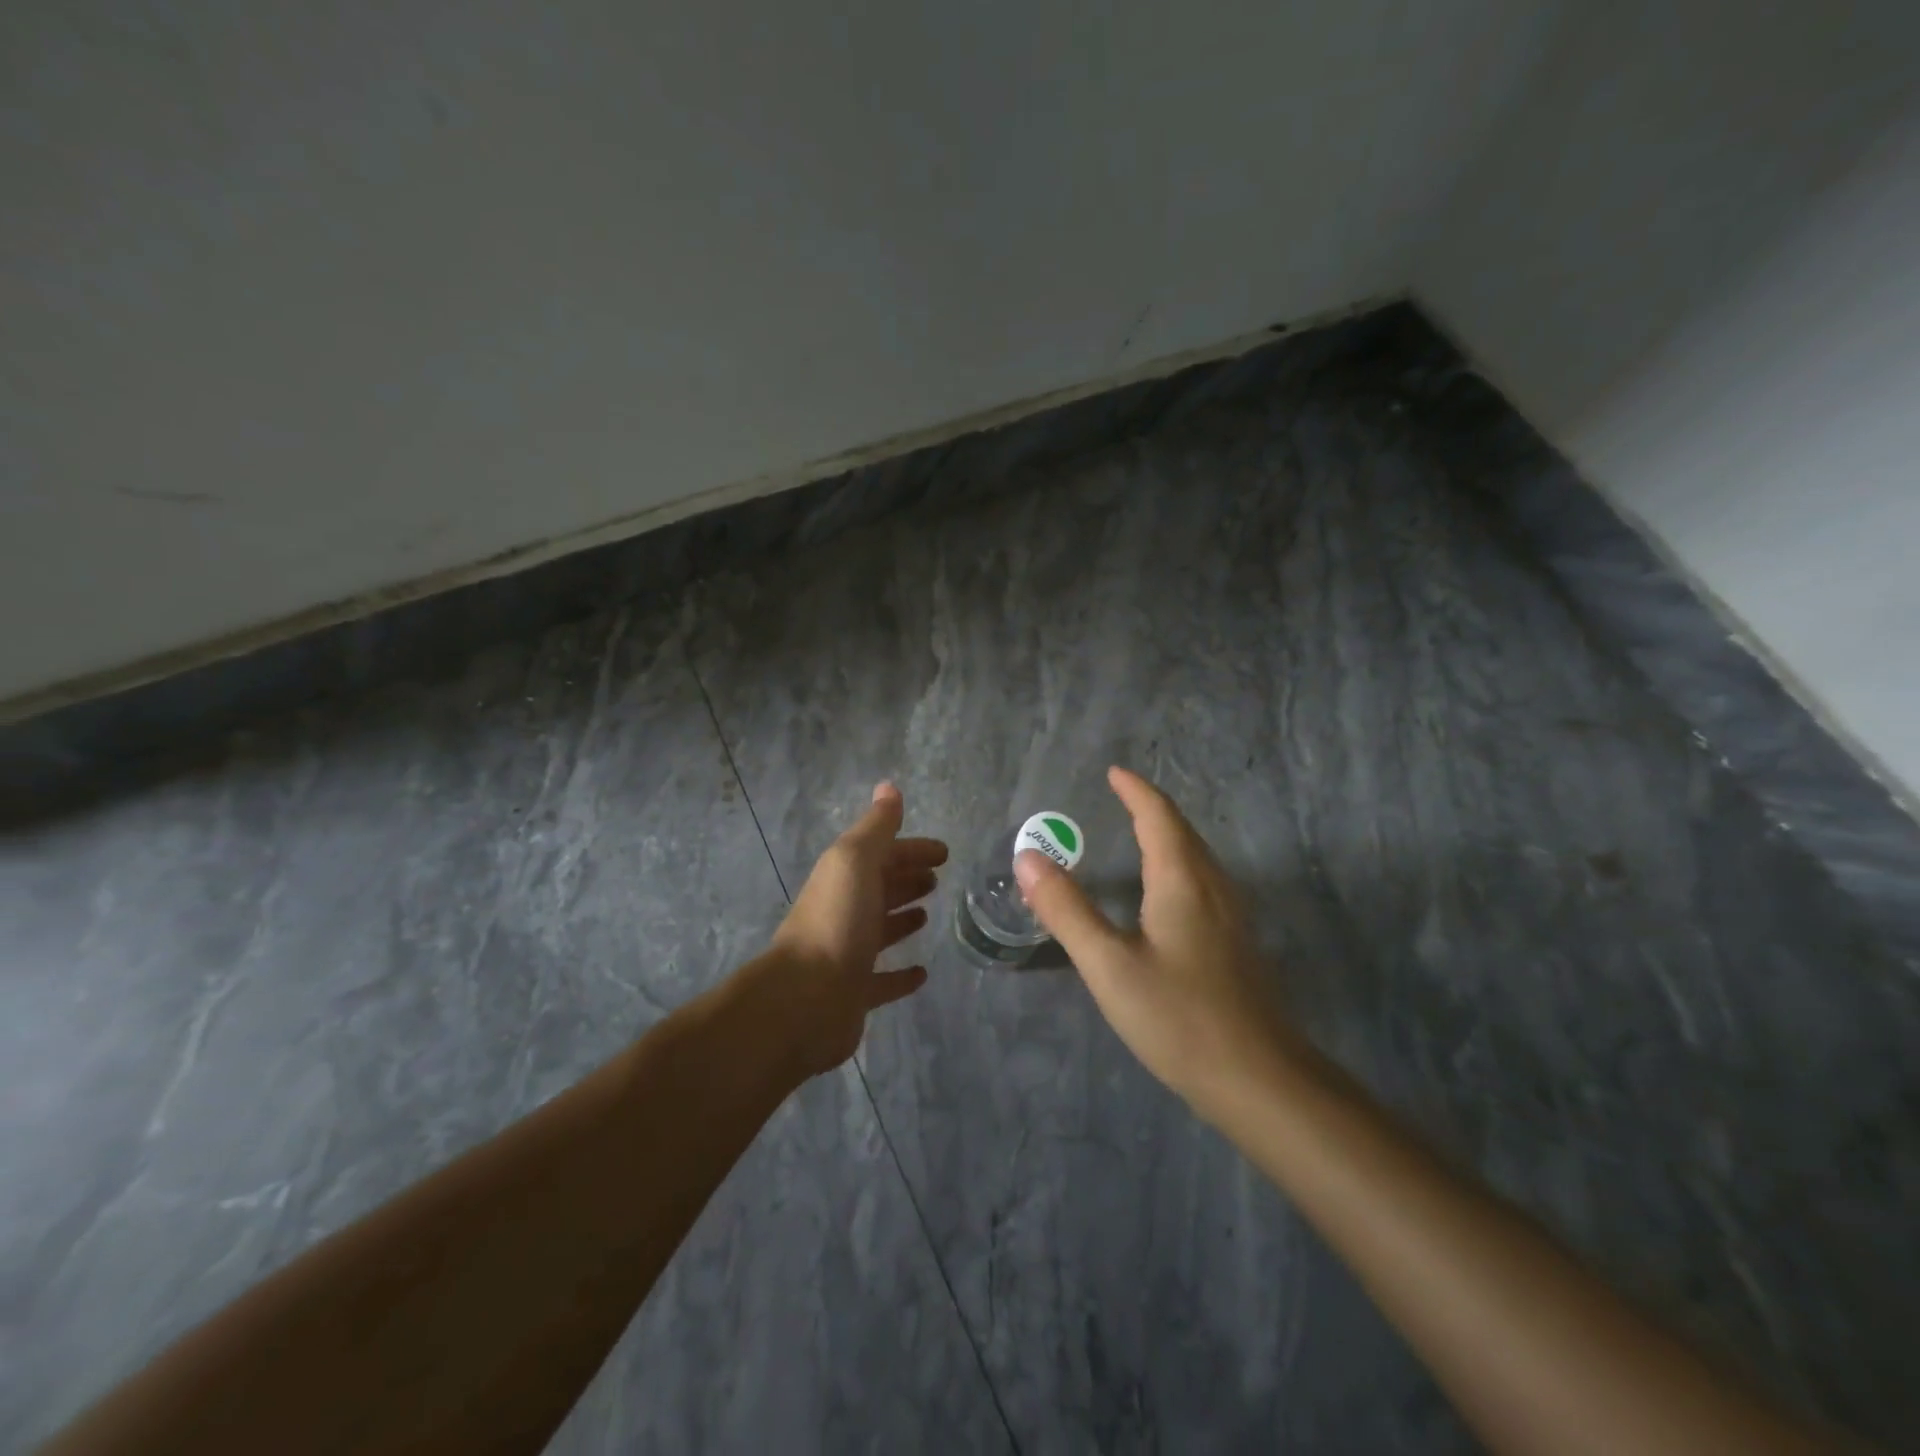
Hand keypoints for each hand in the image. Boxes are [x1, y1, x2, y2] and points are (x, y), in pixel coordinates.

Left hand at [758, 782, 947, 1078]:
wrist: (804, 1000)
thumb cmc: (836, 921)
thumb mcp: (855, 861)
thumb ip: (876, 827)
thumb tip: (888, 787)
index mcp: (844, 877)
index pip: (882, 854)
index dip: (911, 849)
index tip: (944, 852)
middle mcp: (843, 911)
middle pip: (879, 888)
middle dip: (906, 878)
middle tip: (937, 880)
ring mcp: (848, 953)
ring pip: (879, 929)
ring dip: (902, 919)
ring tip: (928, 915)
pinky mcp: (855, 993)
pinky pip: (883, 980)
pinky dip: (901, 975)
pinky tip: (922, 973)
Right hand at [1014, 766, 1297, 1118]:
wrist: (1259, 1080)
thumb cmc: (1179, 1017)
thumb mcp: (1108, 964)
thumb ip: (1067, 909)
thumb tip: (1027, 857)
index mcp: (1183, 881)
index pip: (1159, 817)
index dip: (1136, 791)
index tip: (1114, 773)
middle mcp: (1213, 887)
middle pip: (1183, 832)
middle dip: (1152, 808)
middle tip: (1121, 796)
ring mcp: (1231, 916)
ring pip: (1198, 857)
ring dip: (1168, 835)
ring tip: (1139, 831)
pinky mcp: (1236, 943)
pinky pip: (1204, 881)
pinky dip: (1179, 863)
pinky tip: (1167, 891)